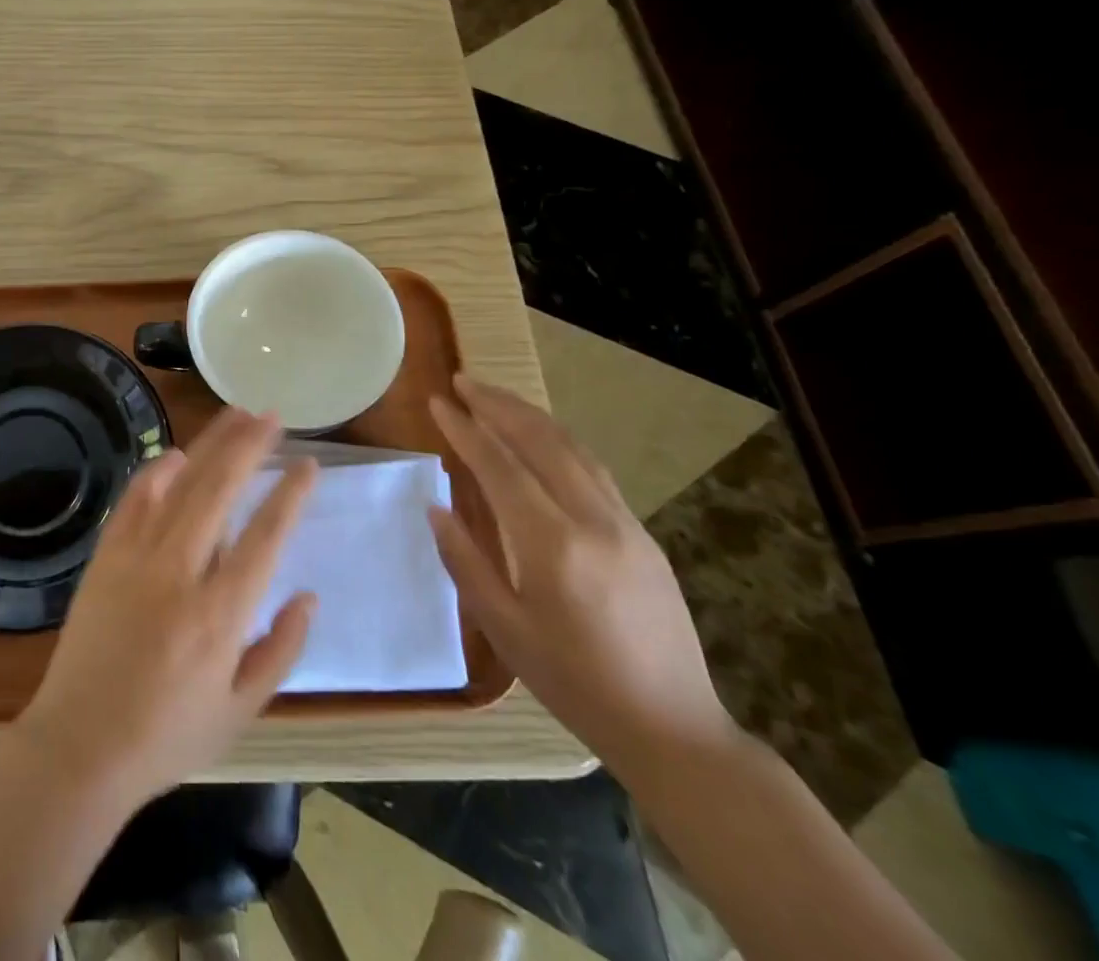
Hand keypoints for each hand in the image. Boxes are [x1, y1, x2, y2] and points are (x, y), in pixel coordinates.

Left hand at [16, 408, 318, 804]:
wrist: (80, 746)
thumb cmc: (167, 736)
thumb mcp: (241, 710)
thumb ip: (281, 649)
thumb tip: (307, 595)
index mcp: (221, 615)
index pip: (266, 536)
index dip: (290, 495)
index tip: (308, 464)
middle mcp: (180, 573)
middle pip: (221, 490)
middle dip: (250, 446)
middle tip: (272, 417)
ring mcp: (137, 558)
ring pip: (180, 484)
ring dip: (210, 445)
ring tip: (235, 415)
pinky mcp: (106, 556)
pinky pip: (134, 500)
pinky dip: (157, 472)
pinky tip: (177, 454)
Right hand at [427, 375, 737, 774]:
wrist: (672, 728)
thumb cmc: (574, 684)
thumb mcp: (505, 629)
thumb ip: (466, 562)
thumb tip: (436, 507)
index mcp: (553, 546)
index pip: (500, 466)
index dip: (465, 429)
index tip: (437, 402)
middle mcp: (592, 520)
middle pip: (540, 441)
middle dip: (497, 405)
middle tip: (462, 381)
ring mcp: (625, 523)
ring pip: (572, 448)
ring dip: (529, 415)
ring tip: (494, 397)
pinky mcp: (642, 533)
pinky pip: (593, 469)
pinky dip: (558, 440)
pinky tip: (540, 438)